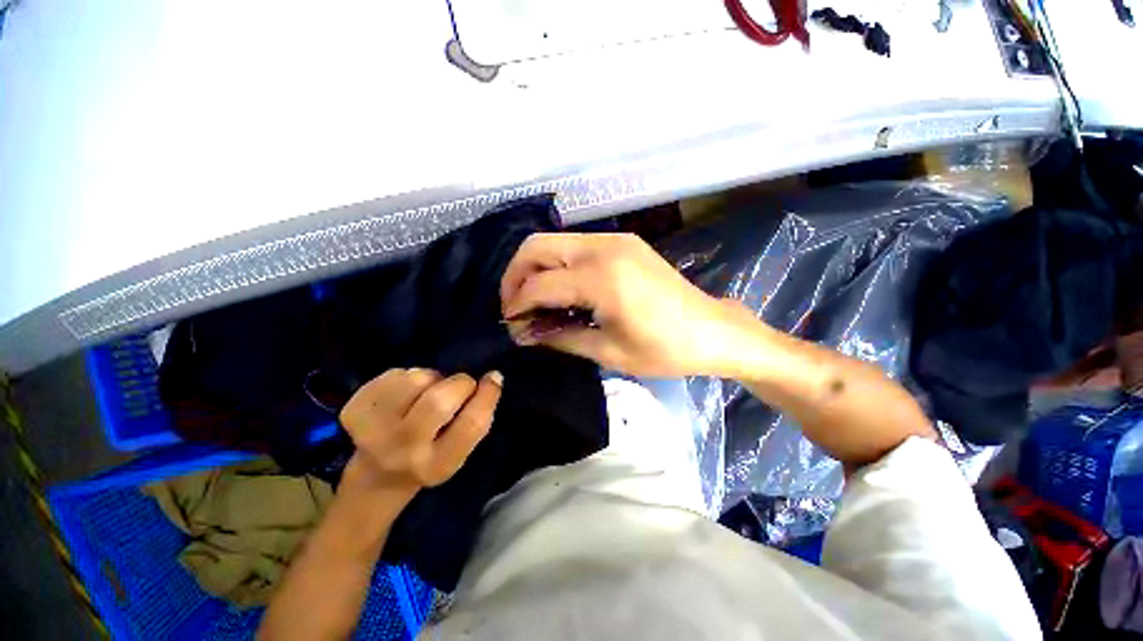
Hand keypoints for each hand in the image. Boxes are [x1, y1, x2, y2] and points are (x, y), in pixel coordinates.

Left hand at [338, 368, 501, 500]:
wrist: (378, 475)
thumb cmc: (430, 457)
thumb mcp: (461, 450)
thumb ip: (478, 418)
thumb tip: (493, 377)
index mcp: (438, 465)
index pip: (471, 424)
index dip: (487, 395)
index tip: (493, 377)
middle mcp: (403, 451)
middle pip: (439, 400)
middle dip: (459, 383)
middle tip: (460, 386)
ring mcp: (372, 431)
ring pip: (416, 379)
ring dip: (431, 379)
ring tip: (428, 392)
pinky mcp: (353, 410)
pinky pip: (395, 374)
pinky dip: (408, 377)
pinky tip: (405, 395)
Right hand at [500, 233, 755, 376]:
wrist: (713, 331)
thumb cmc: (665, 350)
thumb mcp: (608, 351)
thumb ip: (560, 337)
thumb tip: (524, 333)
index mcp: (602, 277)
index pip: (539, 284)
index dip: (517, 305)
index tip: (511, 326)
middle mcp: (603, 247)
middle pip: (536, 246)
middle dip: (515, 276)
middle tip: (514, 307)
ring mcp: (615, 239)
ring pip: (553, 242)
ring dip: (535, 269)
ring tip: (533, 301)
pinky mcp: (623, 242)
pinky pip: (574, 246)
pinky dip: (557, 265)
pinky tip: (561, 290)